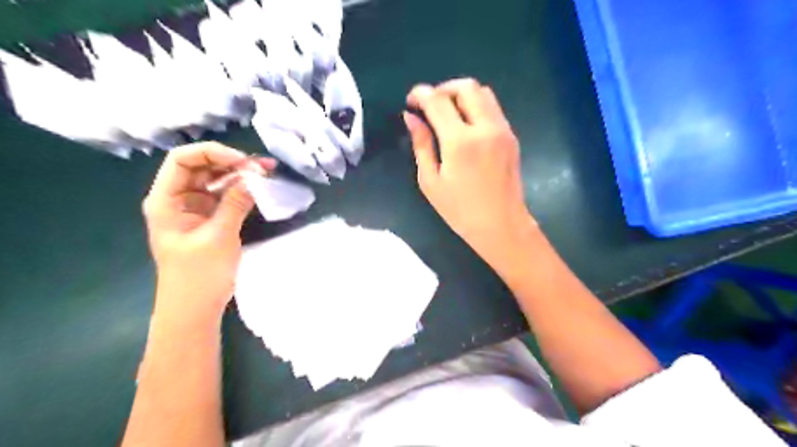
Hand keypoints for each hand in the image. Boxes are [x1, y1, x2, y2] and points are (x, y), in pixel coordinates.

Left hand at [143, 142, 276, 315]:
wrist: (195, 308)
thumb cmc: (198, 275)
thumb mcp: (219, 237)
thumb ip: (235, 203)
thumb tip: (254, 177)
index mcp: (166, 200)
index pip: (182, 160)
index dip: (212, 153)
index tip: (244, 162)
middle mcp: (178, 199)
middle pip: (201, 167)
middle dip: (231, 162)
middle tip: (263, 167)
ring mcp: (195, 209)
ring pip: (215, 180)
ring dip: (240, 174)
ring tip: (267, 172)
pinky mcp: (210, 219)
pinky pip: (225, 196)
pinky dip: (242, 190)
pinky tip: (260, 187)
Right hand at [405, 78, 533, 262]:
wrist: (501, 225)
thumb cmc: (460, 210)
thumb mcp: (431, 181)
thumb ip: (421, 145)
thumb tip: (411, 118)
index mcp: (460, 142)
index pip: (438, 101)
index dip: (421, 94)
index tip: (411, 101)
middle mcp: (485, 128)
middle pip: (466, 87)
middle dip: (443, 89)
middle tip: (430, 105)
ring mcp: (502, 130)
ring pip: (483, 92)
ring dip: (461, 95)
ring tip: (447, 113)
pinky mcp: (511, 136)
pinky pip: (493, 108)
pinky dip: (476, 106)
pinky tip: (465, 126)